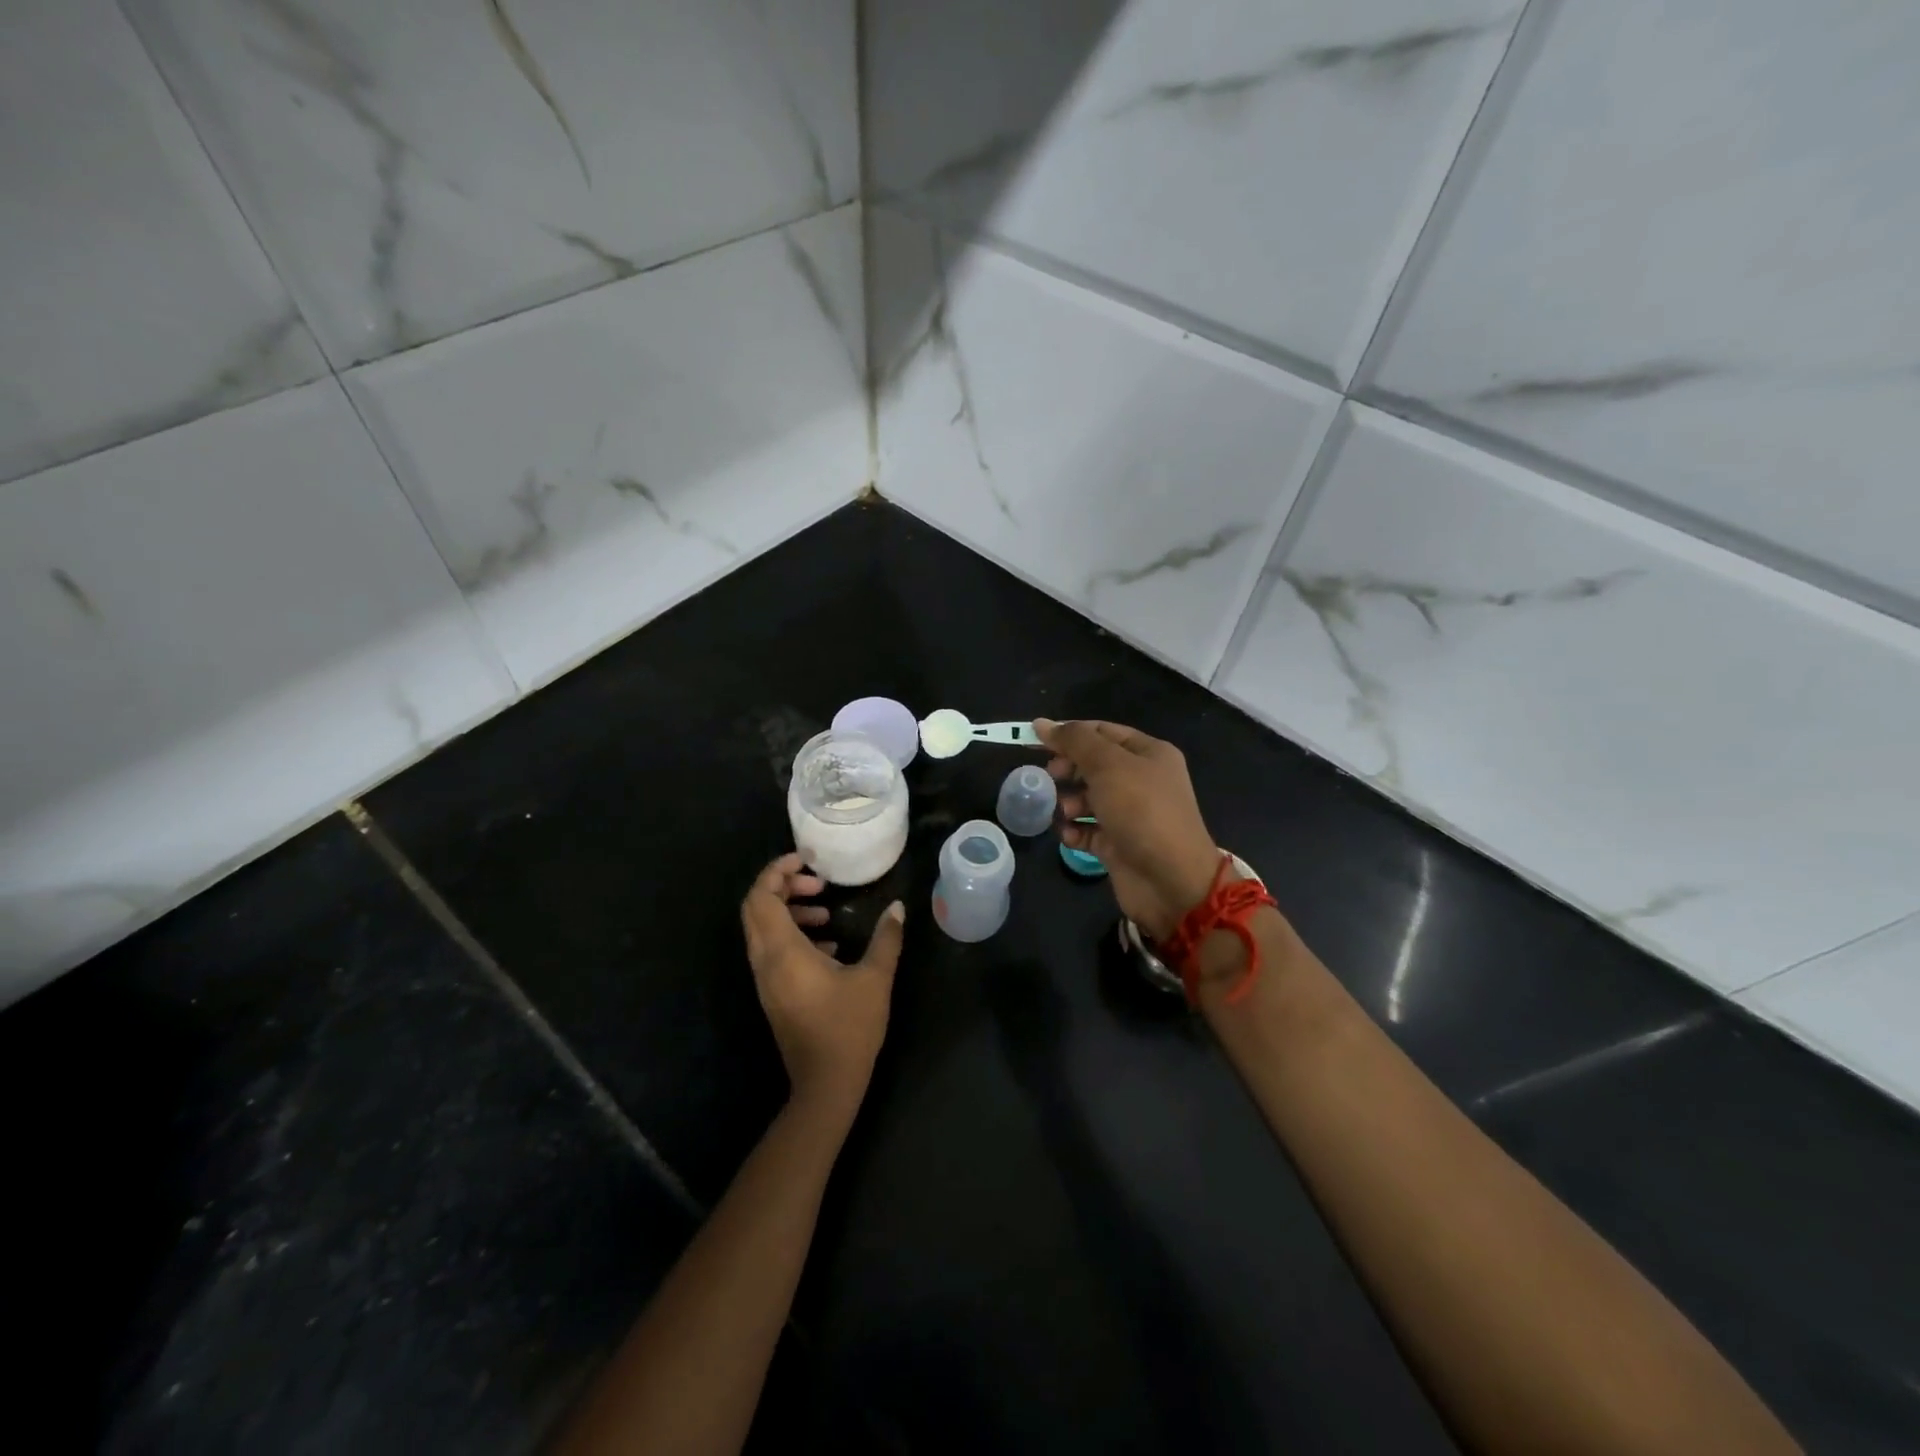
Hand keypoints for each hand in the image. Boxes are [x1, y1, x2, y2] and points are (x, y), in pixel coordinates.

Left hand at [740, 853, 904, 1122]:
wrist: (826, 1085)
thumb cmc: (849, 1028)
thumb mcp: (875, 978)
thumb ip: (886, 938)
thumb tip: (897, 907)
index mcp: (783, 951)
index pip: (761, 897)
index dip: (777, 871)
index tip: (806, 860)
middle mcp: (766, 961)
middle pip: (755, 909)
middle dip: (782, 886)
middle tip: (817, 883)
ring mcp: (765, 980)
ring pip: (762, 930)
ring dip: (789, 911)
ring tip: (826, 912)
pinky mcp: (773, 994)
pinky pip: (772, 950)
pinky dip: (792, 935)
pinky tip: (829, 945)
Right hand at [1036, 719, 1222, 941]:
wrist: (1170, 880)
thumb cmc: (1141, 811)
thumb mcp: (1107, 765)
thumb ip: (1074, 741)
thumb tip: (1041, 724)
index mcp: (1149, 753)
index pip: (1102, 732)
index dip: (1070, 734)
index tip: (1036, 742)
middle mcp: (1142, 780)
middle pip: (1094, 765)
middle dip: (1068, 769)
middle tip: (1050, 777)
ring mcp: (1131, 814)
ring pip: (1088, 798)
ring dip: (1069, 802)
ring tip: (1064, 812)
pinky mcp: (1119, 844)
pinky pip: (1089, 830)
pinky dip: (1075, 831)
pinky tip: (1069, 834)